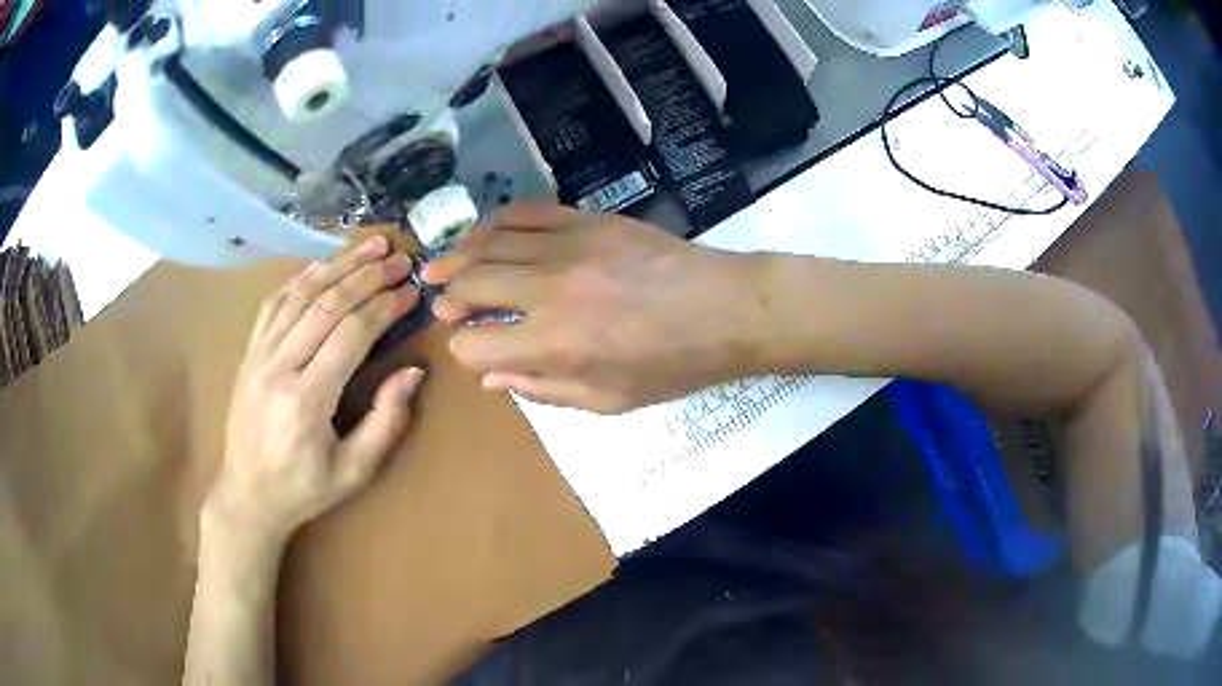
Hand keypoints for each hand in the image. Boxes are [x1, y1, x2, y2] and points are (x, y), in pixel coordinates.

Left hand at [208, 236, 424, 544]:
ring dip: (337, 265)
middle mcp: (279, 367)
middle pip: (326, 305)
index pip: (351, 335)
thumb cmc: (304, 489)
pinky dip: (300, 278)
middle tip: (399, 258)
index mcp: (307, 401)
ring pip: (300, 295)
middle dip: (367, 275)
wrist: (247, 495)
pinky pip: (274, 304)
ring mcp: (258, 355)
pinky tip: (323, 264)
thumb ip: (386, 421)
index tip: (411, 292)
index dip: (384, 307)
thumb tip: (413, 372)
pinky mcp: (249, 353)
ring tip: (369, 246)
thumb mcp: (355, 471)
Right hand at [422, 204, 766, 412]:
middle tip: (442, 304)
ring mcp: (567, 245)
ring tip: (440, 266)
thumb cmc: (672, 365)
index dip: (463, 348)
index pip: (476, 343)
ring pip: (490, 242)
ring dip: (458, 256)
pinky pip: (526, 212)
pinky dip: (495, 222)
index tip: (469, 347)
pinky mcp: (586, 219)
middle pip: (471, 284)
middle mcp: (548, 289)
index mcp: (555, 344)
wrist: (725, 308)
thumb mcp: (609, 400)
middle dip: (448, 299)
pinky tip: (484, 234)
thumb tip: (490, 376)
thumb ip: (542, 389)